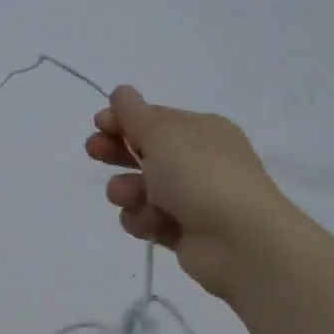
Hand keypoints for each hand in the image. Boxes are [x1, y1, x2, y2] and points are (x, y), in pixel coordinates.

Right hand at [85, 86, 286, 299]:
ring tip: (129, 196)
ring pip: (139, 189)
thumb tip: (121, 92)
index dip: (123, 120)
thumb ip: (134, 113)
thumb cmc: (200, 175)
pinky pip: (147, 220)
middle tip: (94, 151)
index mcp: (201, 130)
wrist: (239, 241)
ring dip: (126, 190)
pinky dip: (142, 220)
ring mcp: (191, 198)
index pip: (154, 118)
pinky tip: (150, 223)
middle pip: (144, 152)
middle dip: (116, 151)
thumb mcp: (163, 133)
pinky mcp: (182, 232)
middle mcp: (197, 161)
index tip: (97, 124)